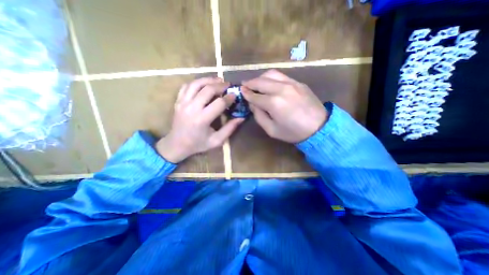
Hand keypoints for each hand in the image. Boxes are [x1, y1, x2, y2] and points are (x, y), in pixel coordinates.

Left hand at [155, 76, 242, 162]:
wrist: (177, 144)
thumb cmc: (198, 144)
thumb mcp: (217, 140)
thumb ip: (230, 129)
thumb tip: (241, 118)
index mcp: (202, 119)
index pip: (219, 103)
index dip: (229, 98)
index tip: (235, 95)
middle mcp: (191, 108)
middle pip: (208, 89)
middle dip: (220, 85)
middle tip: (228, 85)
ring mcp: (182, 103)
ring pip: (196, 84)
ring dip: (208, 79)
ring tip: (218, 80)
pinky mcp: (178, 101)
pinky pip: (186, 86)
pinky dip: (196, 82)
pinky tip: (204, 84)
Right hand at [242, 69, 325, 142]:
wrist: (319, 128)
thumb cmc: (293, 132)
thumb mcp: (272, 130)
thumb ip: (259, 116)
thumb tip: (253, 104)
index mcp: (273, 103)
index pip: (255, 96)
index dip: (246, 94)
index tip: (241, 91)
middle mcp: (281, 89)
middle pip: (260, 81)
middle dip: (250, 83)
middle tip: (244, 85)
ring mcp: (291, 83)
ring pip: (271, 74)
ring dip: (260, 78)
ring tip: (255, 83)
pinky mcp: (298, 83)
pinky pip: (281, 76)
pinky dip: (271, 78)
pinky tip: (269, 83)